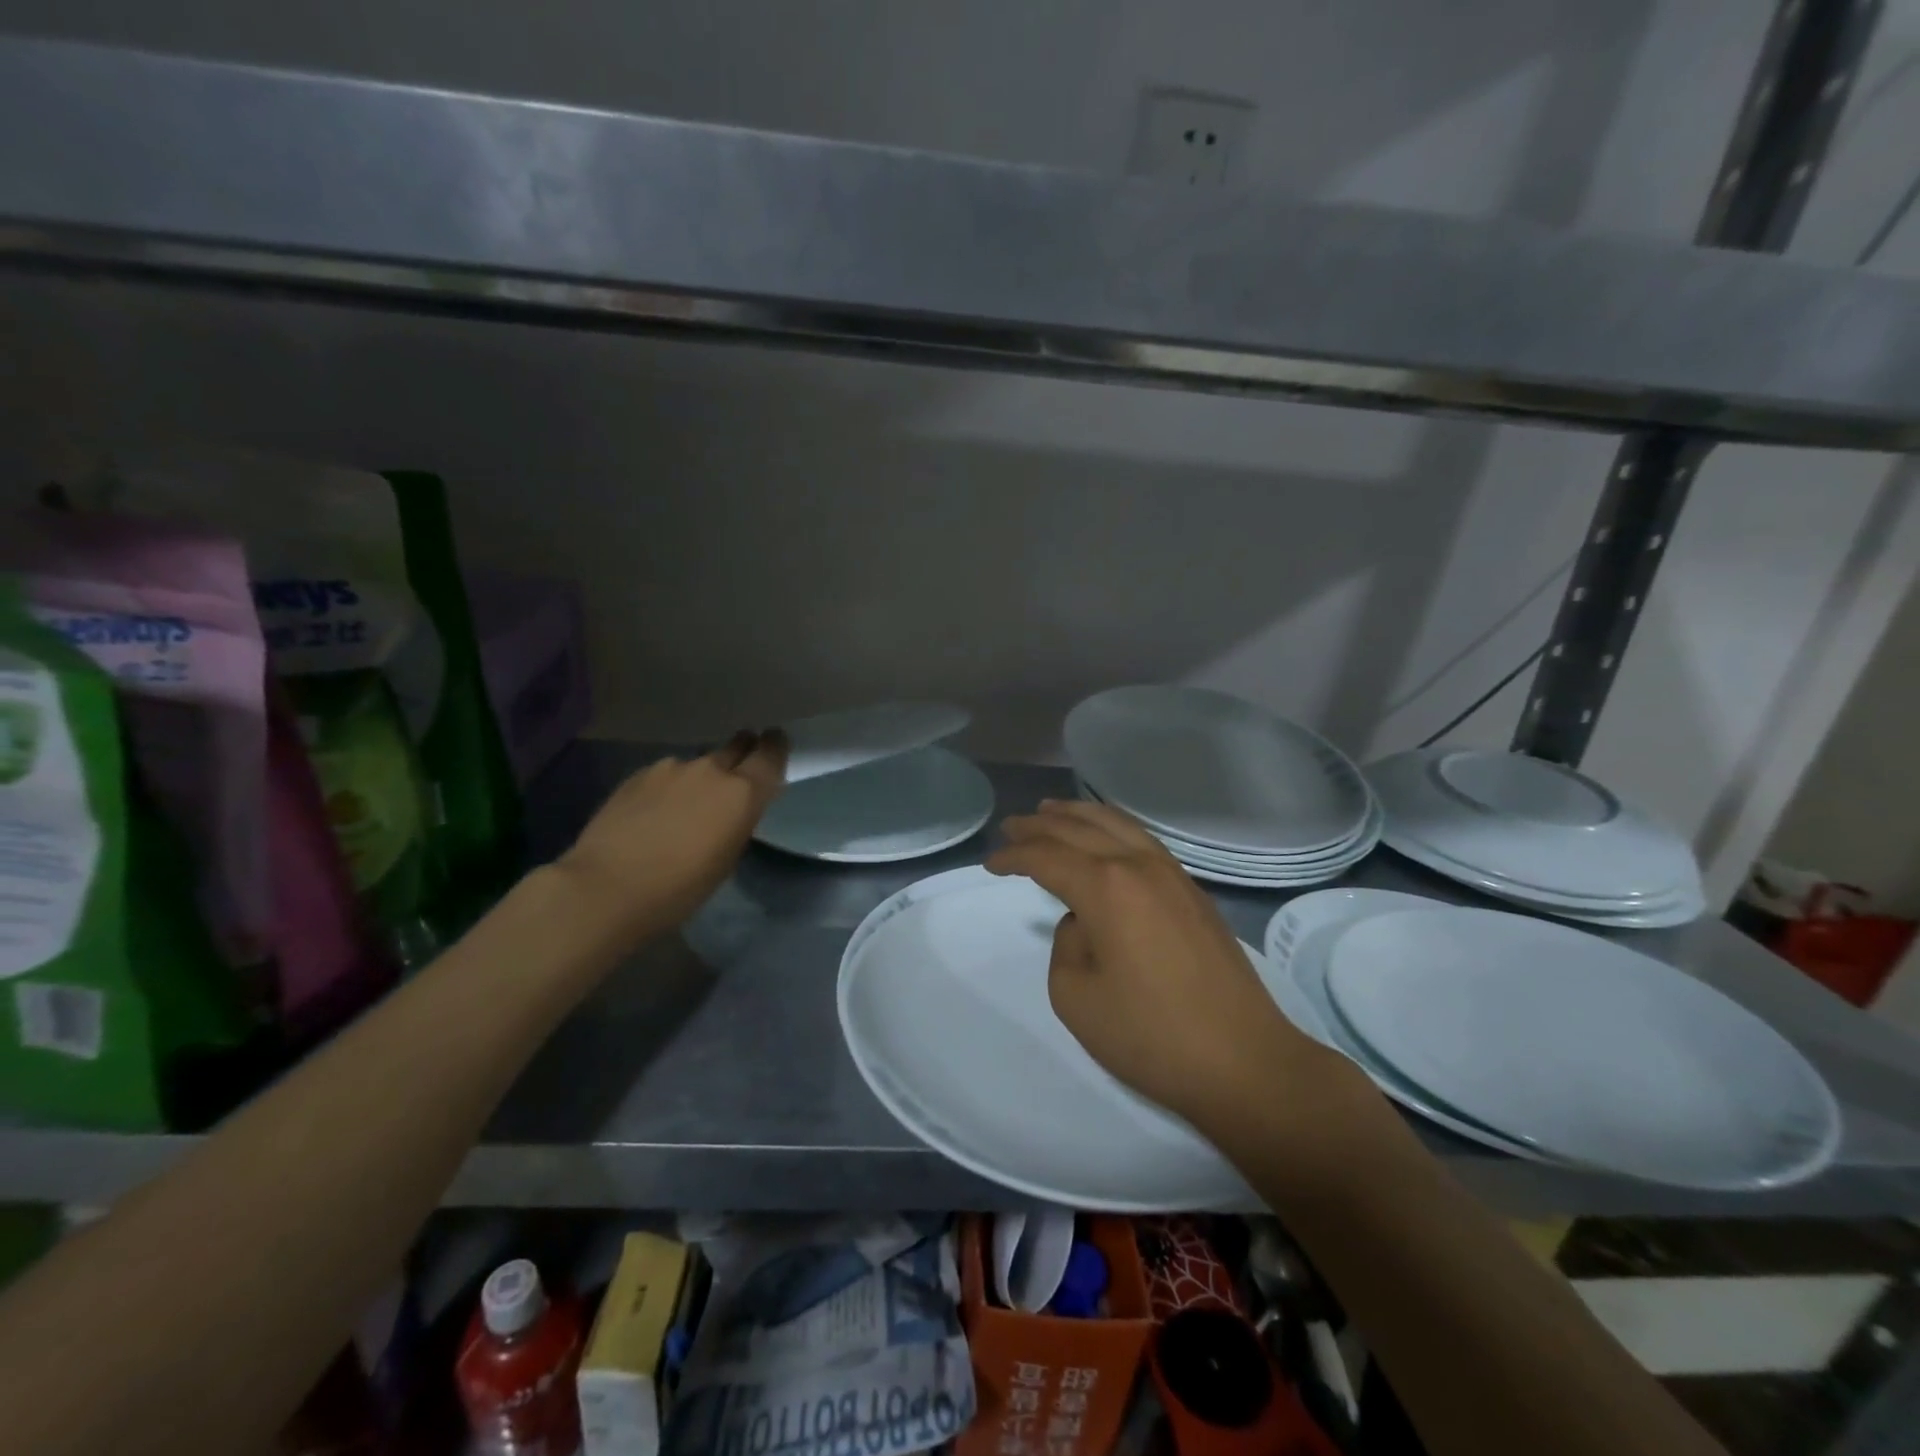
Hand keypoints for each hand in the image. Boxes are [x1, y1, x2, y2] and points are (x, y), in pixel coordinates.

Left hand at [557, 730, 787, 943]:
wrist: (606, 887)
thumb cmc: (680, 888)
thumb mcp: (727, 857)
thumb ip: (738, 820)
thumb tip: (734, 806)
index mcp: (742, 793)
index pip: (770, 753)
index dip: (775, 745)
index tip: (776, 742)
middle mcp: (711, 770)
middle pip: (736, 746)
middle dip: (742, 751)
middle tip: (739, 768)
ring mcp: (671, 768)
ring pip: (698, 763)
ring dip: (701, 776)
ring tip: (688, 804)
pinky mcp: (638, 775)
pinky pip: (667, 774)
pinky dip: (670, 787)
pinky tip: (656, 812)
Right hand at [985, 799, 1333, 1124]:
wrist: (1243, 1061)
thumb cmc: (1151, 1035)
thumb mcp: (1077, 997)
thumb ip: (1066, 946)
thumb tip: (1083, 921)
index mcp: (1106, 887)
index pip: (1047, 857)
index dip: (1014, 857)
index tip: (990, 863)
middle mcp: (1138, 866)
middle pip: (1079, 829)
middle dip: (1040, 825)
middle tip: (1011, 826)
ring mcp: (1172, 874)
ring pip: (1116, 825)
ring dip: (1078, 816)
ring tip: (1051, 810)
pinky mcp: (1193, 892)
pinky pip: (1142, 840)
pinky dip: (1113, 828)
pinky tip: (1105, 837)